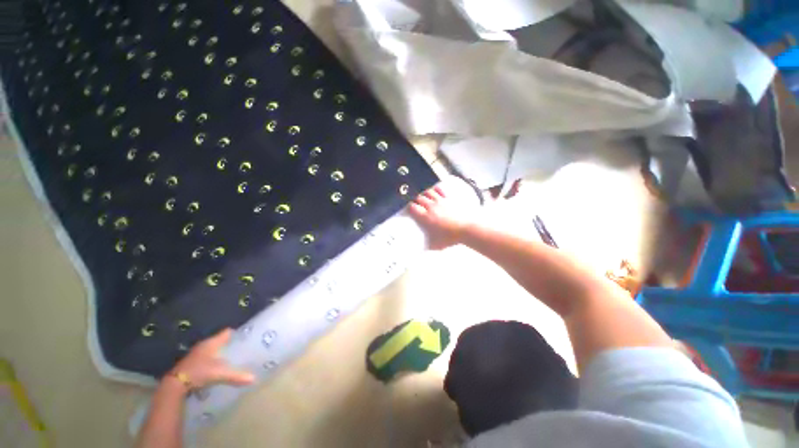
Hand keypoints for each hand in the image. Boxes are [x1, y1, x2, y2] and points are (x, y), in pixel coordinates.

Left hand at [167, 328, 254, 390]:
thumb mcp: (219, 374)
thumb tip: (254, 378)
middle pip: (221, 341)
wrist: (174, 385)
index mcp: (212, 342)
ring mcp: (196, 354)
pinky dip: (213, 361)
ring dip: (221, 353)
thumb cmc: (199, 372)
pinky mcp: (191, 363)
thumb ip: (236, 375)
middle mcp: (204, 345)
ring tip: (233, 359)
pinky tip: (218, 368)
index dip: (237, 334)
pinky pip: (207, 357)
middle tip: (242, 350)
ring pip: (213, 350)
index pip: (228, 332)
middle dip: (230, 344)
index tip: (247, 338)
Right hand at [409, 182, 476, 249]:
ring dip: (424, 193)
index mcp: (426, 217)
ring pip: (428, 192)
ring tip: (423, 195)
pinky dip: (435, 189)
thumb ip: (427, 245)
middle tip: (414, 202)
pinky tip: (434, 190)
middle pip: (419, 197)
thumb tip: (422, 247)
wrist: (467, 229)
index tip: (408, 209)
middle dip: (415, 199)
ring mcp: (440, 201)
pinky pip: (440, 190)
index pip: (412, 207)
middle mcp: (431, 207)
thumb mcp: (435, 245)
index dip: (409, 207)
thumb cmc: (451, 237)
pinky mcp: (449, 199)